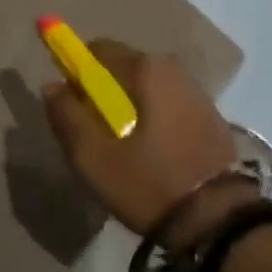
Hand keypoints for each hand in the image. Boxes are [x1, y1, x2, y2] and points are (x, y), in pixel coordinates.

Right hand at [43, 39, 255, 253]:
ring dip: (128, 106)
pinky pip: (166, 101)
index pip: (98, 50)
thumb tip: (52, 85)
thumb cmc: (151, 184)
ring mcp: (194, 88)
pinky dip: (151, 116)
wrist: (219, 221)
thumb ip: (68, 117)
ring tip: (121, 149)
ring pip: (145, 86)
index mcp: (146, 68)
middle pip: (123, 67)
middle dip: (103, 92)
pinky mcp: (208, 112)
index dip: (77, 72)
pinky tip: (150, 153)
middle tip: (94, 135)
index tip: (71, 106)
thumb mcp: (96, 159)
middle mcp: (172, 67)